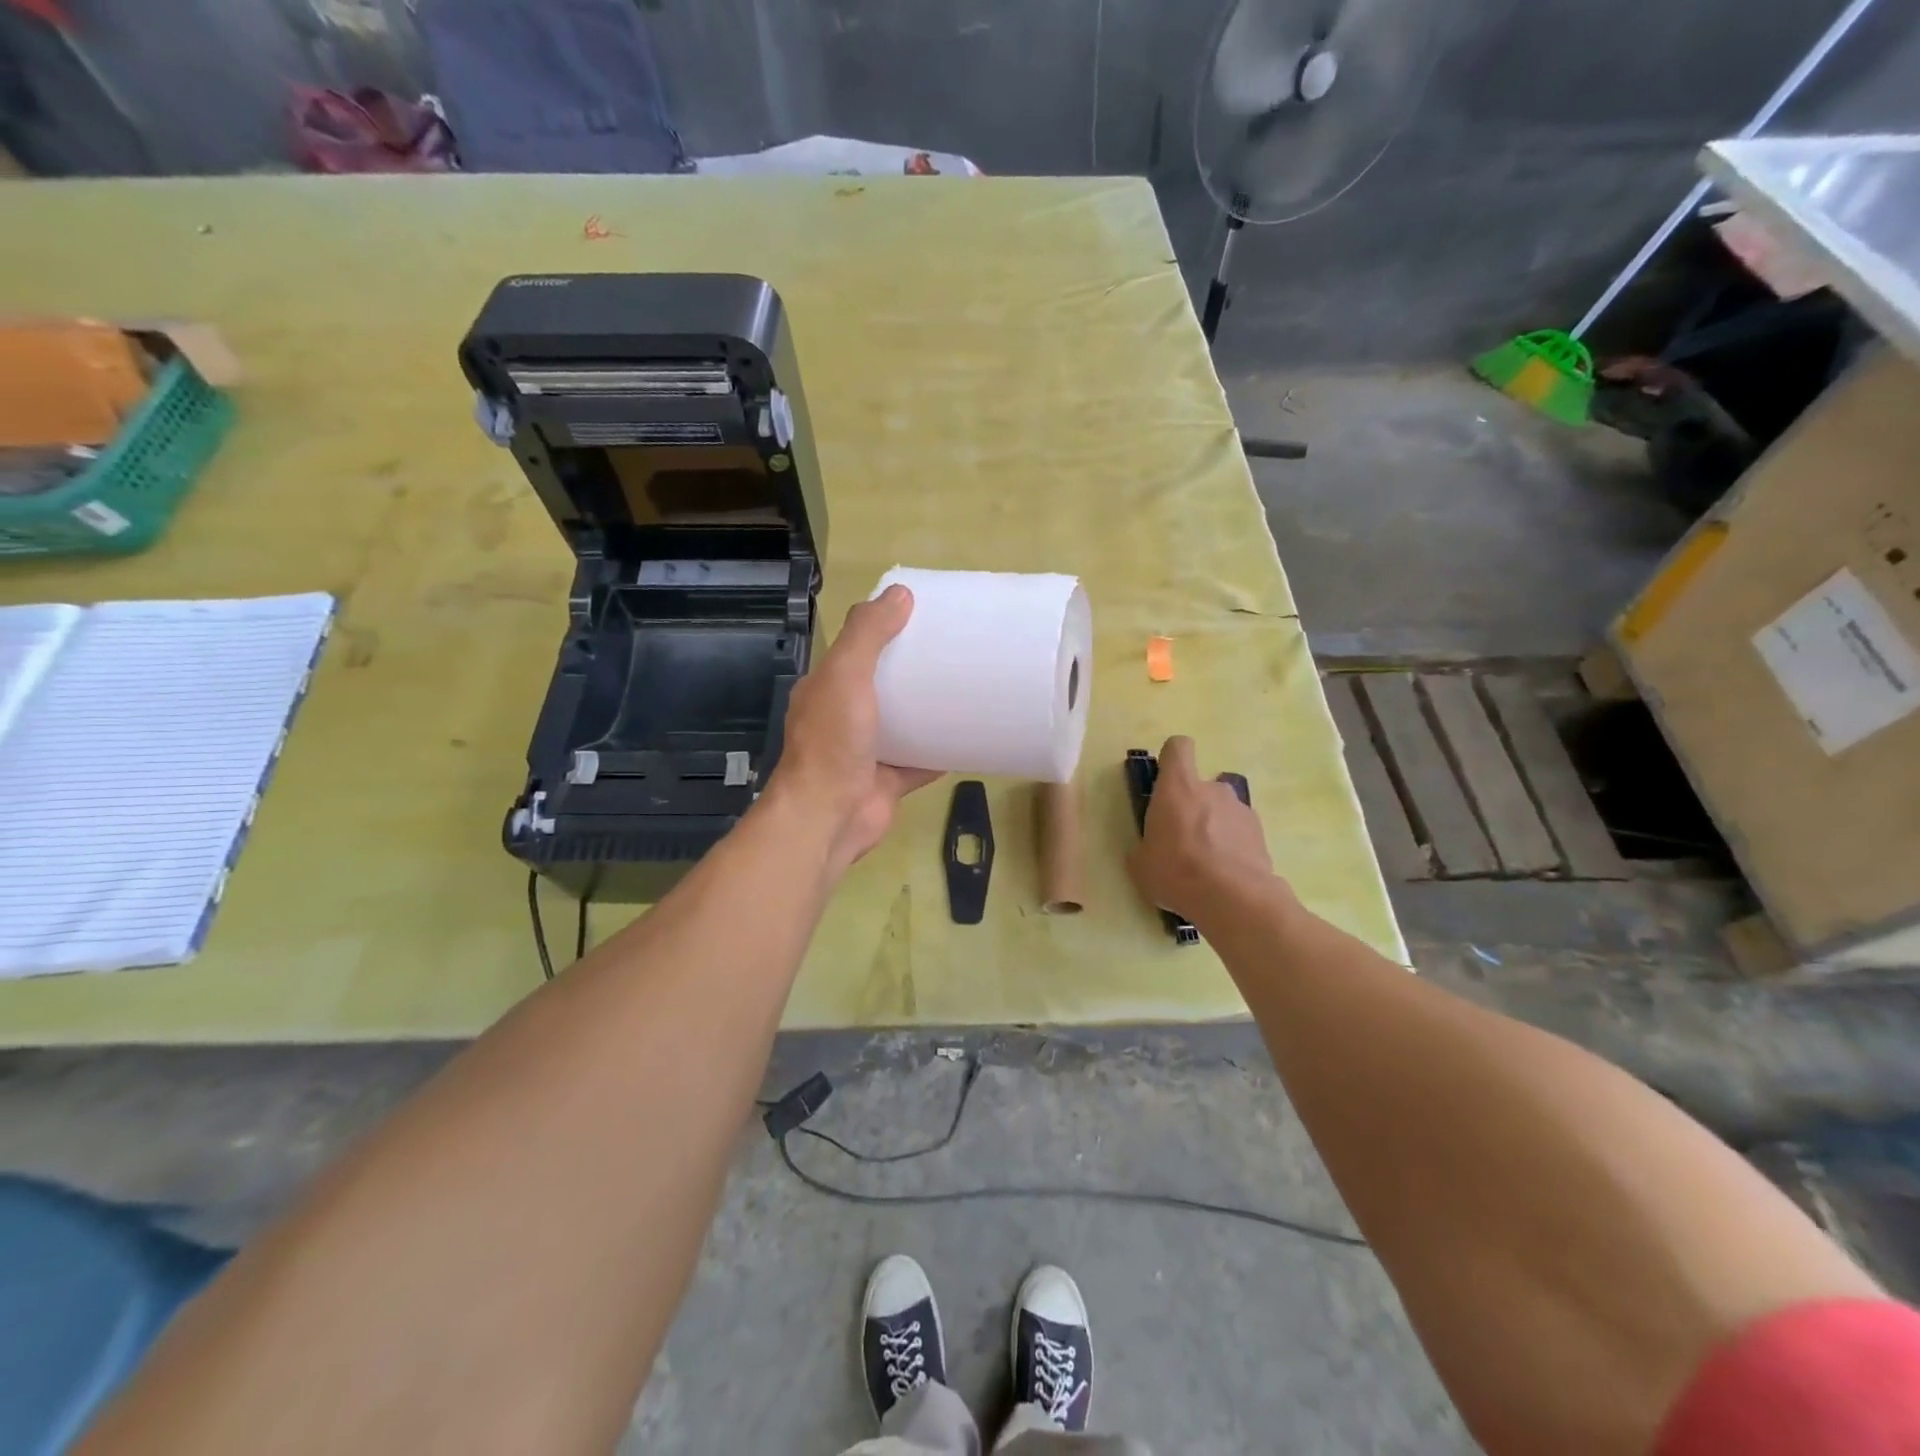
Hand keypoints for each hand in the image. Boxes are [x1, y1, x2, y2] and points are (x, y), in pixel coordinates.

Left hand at [769, 584, 941, 875]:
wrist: (830, 817)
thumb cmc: (833, 742)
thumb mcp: (845, 675)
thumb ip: (868, 634)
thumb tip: (900, 593)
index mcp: (826, 688)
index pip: (856, 649)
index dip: (884, 630)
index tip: (923, 616)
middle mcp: (843, 717)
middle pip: (883, 685)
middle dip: (913, 670)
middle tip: (955, 650)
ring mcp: (867, 751)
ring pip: (904, 724)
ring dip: (929, 709)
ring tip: (967, 687)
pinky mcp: (889, 780)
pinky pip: (921, 760)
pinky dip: (943, 750)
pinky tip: (971, 736)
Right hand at [1127, 735, 1280, 921]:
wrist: (1232, 899)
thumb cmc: (1175, 871)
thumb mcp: (1141, 864)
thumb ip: (1144, 847)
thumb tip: (1147, 849)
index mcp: (1177, 788)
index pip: (1178, 748)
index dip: (1171, 758)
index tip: (1165, 778)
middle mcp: (1212, 789)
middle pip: (1200, 785)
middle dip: (1192, 806)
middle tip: (1182, 839)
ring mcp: (1240, 809)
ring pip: (1222, 810)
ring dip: (1214, 827)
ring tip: (1207, 863)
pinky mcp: (1260, 833)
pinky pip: (1239, 832)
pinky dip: (1233, 846)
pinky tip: (1226, 874)